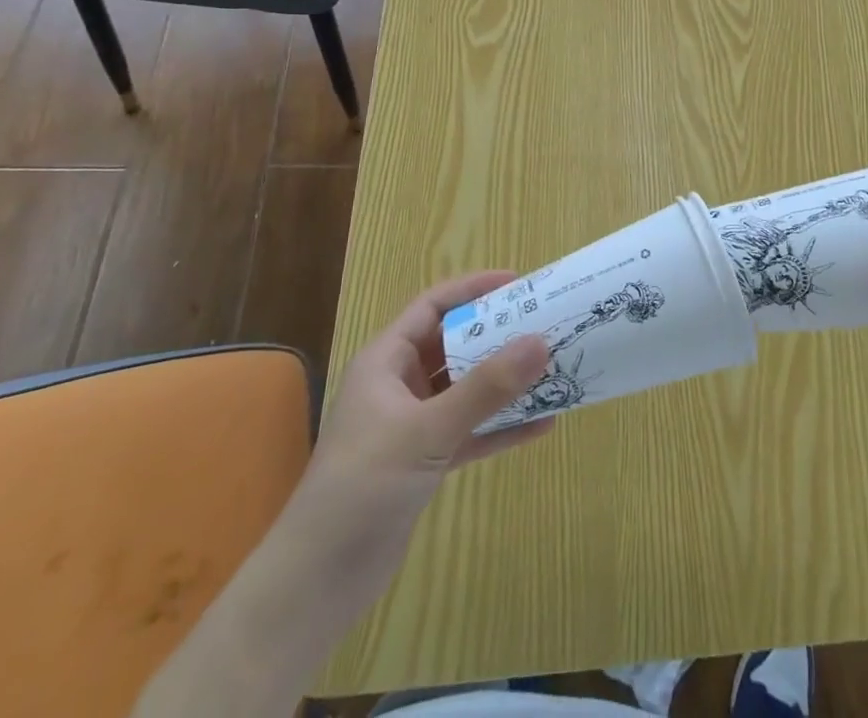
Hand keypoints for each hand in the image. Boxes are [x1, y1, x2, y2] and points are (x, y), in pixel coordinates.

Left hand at [302, 271, 551, 544]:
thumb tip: (541, 342)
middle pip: (454, 345)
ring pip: (466, 389)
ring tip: (552, 369)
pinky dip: (500, 427)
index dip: (473, 289)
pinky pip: (470, 431)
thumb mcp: (427, 431)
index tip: (518, 283)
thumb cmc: (362, 487)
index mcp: (386, 361)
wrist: (316, 585)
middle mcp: (399, 385)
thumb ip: (485, 389)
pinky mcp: (423, 462)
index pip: (433, 307)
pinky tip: (541, 425)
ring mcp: (411, 425)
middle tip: (545, 325)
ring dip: (505, 382)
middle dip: (498, 335)